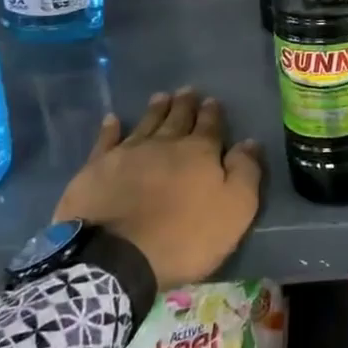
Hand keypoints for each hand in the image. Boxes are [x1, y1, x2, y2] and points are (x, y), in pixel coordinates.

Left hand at [53, 87, 264, 288]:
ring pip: (146, 123)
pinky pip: (105, 141)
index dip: (212, 113)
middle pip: (177, 118)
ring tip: (161, 97)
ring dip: (155, 110)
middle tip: (187, 90)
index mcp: (198, 152)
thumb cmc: (184, 237)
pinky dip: (110, 129)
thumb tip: (250, 142)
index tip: (212, 100)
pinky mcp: (97, 168)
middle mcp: (164, 143)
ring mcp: (128, 153)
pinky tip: (111, 120)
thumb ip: (245, 173)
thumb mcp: (234, 210)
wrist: (117, 257)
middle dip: (184, 104)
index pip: (209, 126)